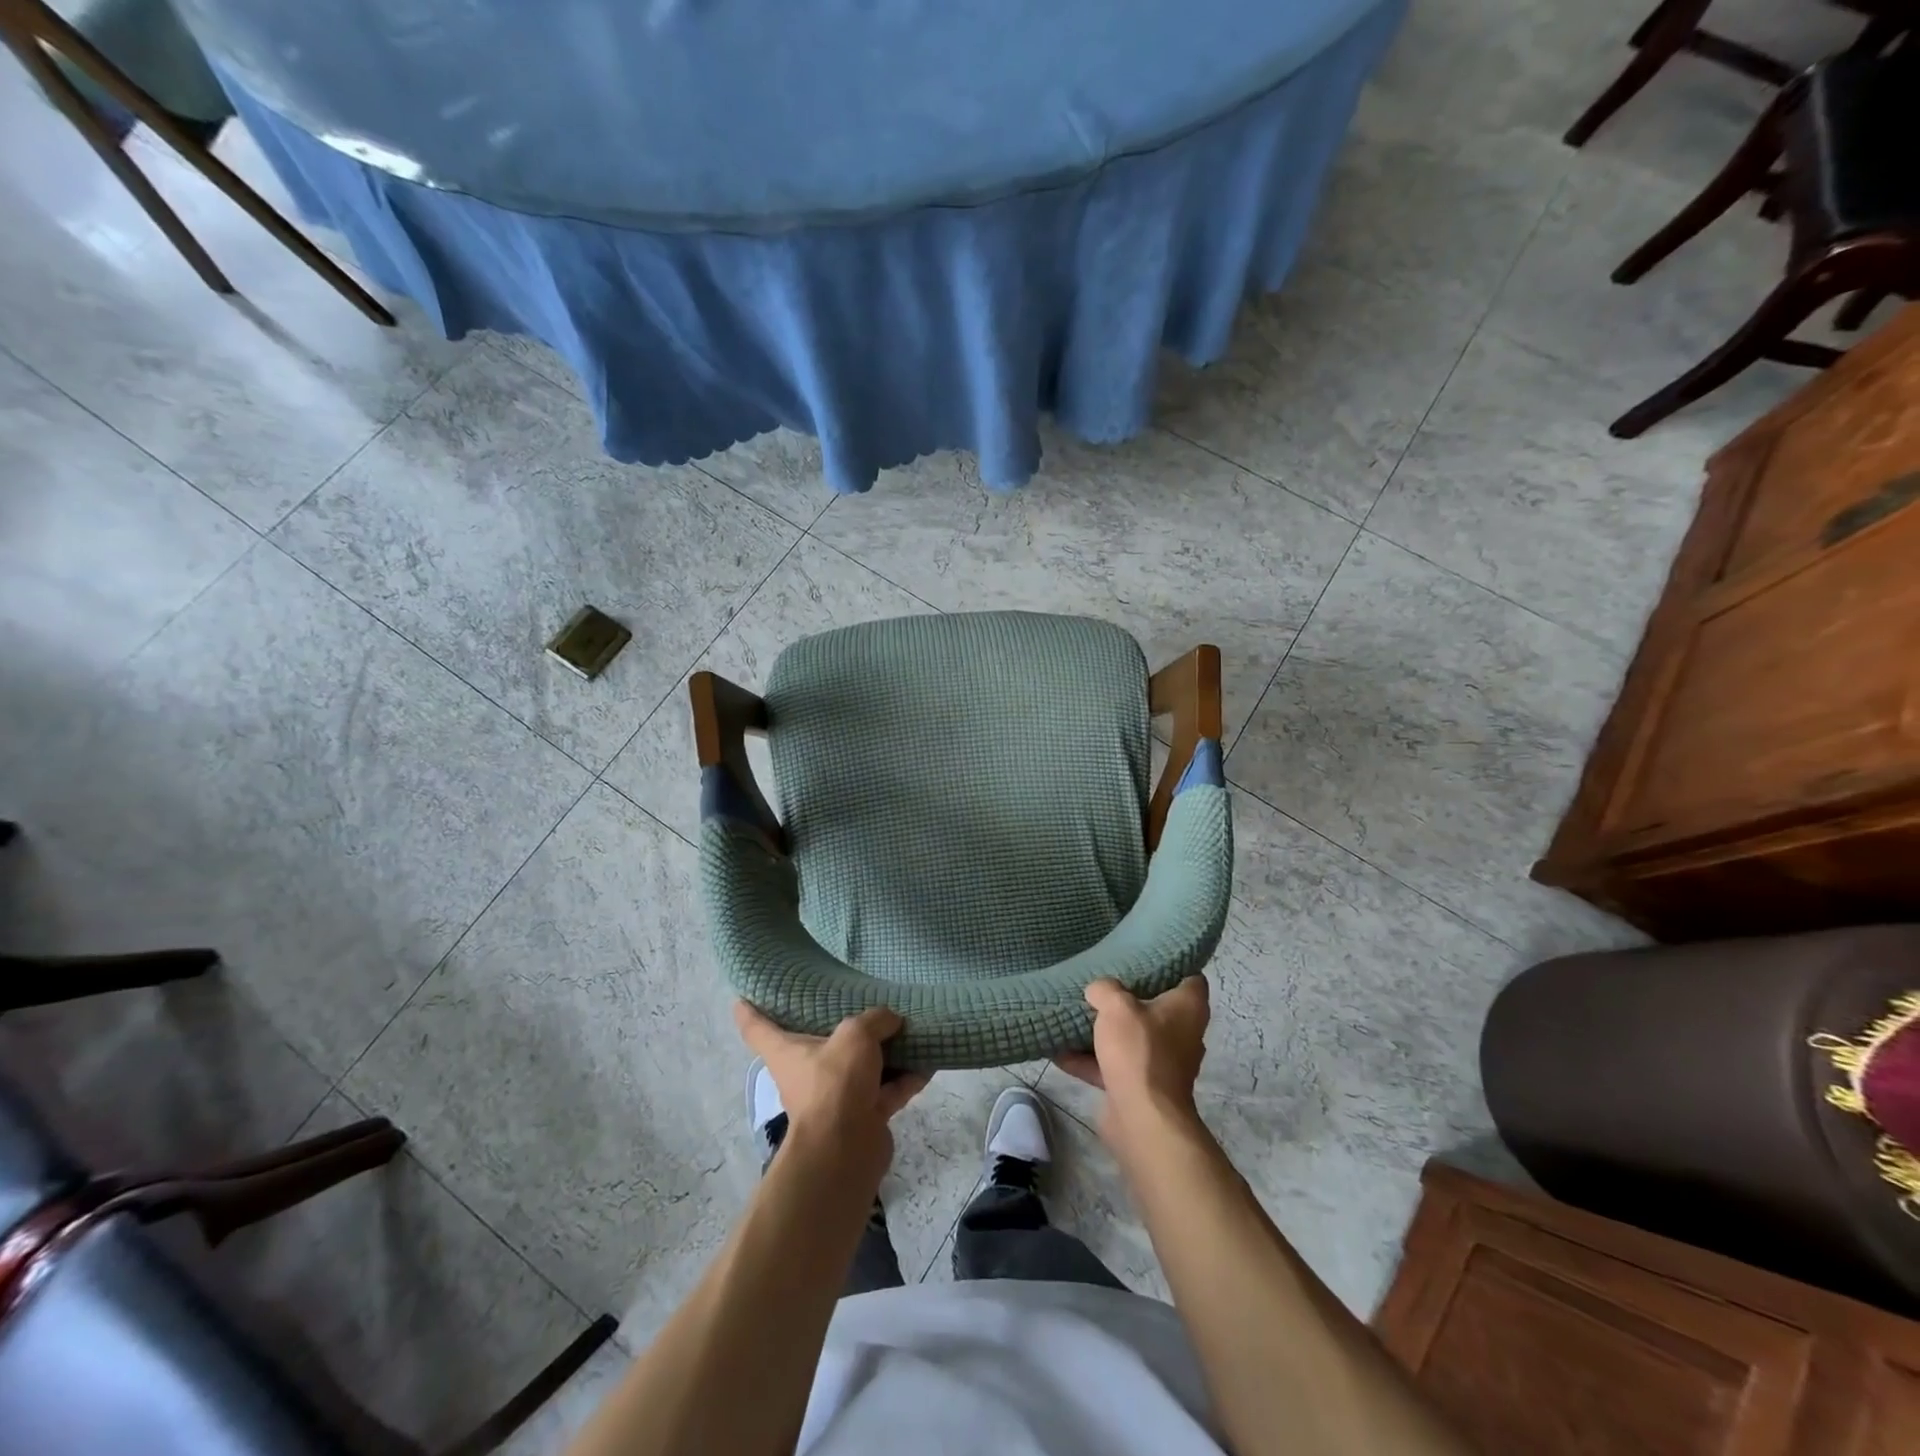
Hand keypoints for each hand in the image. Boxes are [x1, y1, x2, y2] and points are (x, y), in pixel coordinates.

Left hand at [734, 1003, 928, 1171]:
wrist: (847, 1149)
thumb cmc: (835, 1082)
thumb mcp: (856, 1035)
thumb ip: (875, 1020)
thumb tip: (892, 1020)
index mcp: (787, 1051)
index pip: (757, 1026)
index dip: (749, 1009)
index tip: (744, 994)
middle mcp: (806, 1072)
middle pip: (816, 1044)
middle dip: (835, 1027)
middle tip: (854, 1001)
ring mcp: (835, 1096)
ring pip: (859, 1067)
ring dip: (882, 1053)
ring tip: (906, 1028)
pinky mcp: (862, 1115)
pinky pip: (886, 1090)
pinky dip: (905, 1078)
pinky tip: (928, 1062)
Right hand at [1055, 977, 1208, 1148]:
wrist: (1142, 1118)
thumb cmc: (1139, 1051)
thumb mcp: (1116, 1006)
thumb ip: (1105, 989)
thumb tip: (1098, 990)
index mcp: (1188, 1008)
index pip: (1190, 977)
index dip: (1171, 964)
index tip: (1144, 955)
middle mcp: (1181, 1034)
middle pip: (1157, 1007)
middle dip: (1129, 997)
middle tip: (1103, 981)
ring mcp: (1162, 1063)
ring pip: (1132, 1038)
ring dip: (1106, 1031)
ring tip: (1076, 1013)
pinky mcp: (1142, 1087)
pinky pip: (1113, 1066)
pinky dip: (1090, 1061)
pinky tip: (1059, 1050)